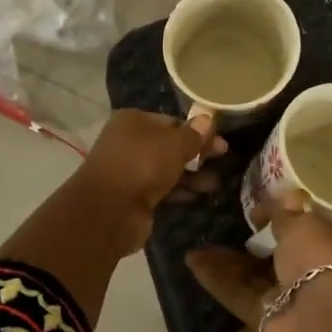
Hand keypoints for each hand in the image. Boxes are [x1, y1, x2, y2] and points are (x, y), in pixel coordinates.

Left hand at [74, 109, 225, 255]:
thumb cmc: (142, 166)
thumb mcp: (174, 145)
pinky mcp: (133, 196)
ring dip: (192, 175)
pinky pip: (162, 189)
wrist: (108, 212)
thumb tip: (208, 119)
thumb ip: (193, 135)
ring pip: (167, 168)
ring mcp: (130, 170)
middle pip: (170, 145)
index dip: (197, 130)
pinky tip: (200, 196)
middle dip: (197, 153)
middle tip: (223, 159)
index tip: (220, 141)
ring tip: (215, 184)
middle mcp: (129, 142)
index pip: (172, 121)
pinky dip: (180, 191)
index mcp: (133, 121)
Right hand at [185, 191, 331, 331]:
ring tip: (196, 242)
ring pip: (252, 275)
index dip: (284, 216)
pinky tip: (191, 261)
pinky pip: (237, 294)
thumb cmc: (319, 257)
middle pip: (277, 254)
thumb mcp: (303, 224)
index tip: (257, 208)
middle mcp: (311, 271)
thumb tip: (283, 197)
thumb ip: (285, 213)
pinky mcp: (264, 319)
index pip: (306, 228)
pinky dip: (216, 279)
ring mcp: (287, 297)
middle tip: (223, 222)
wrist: (321, 319)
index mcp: (331, 244)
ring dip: (225, 260)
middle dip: (252, 240)